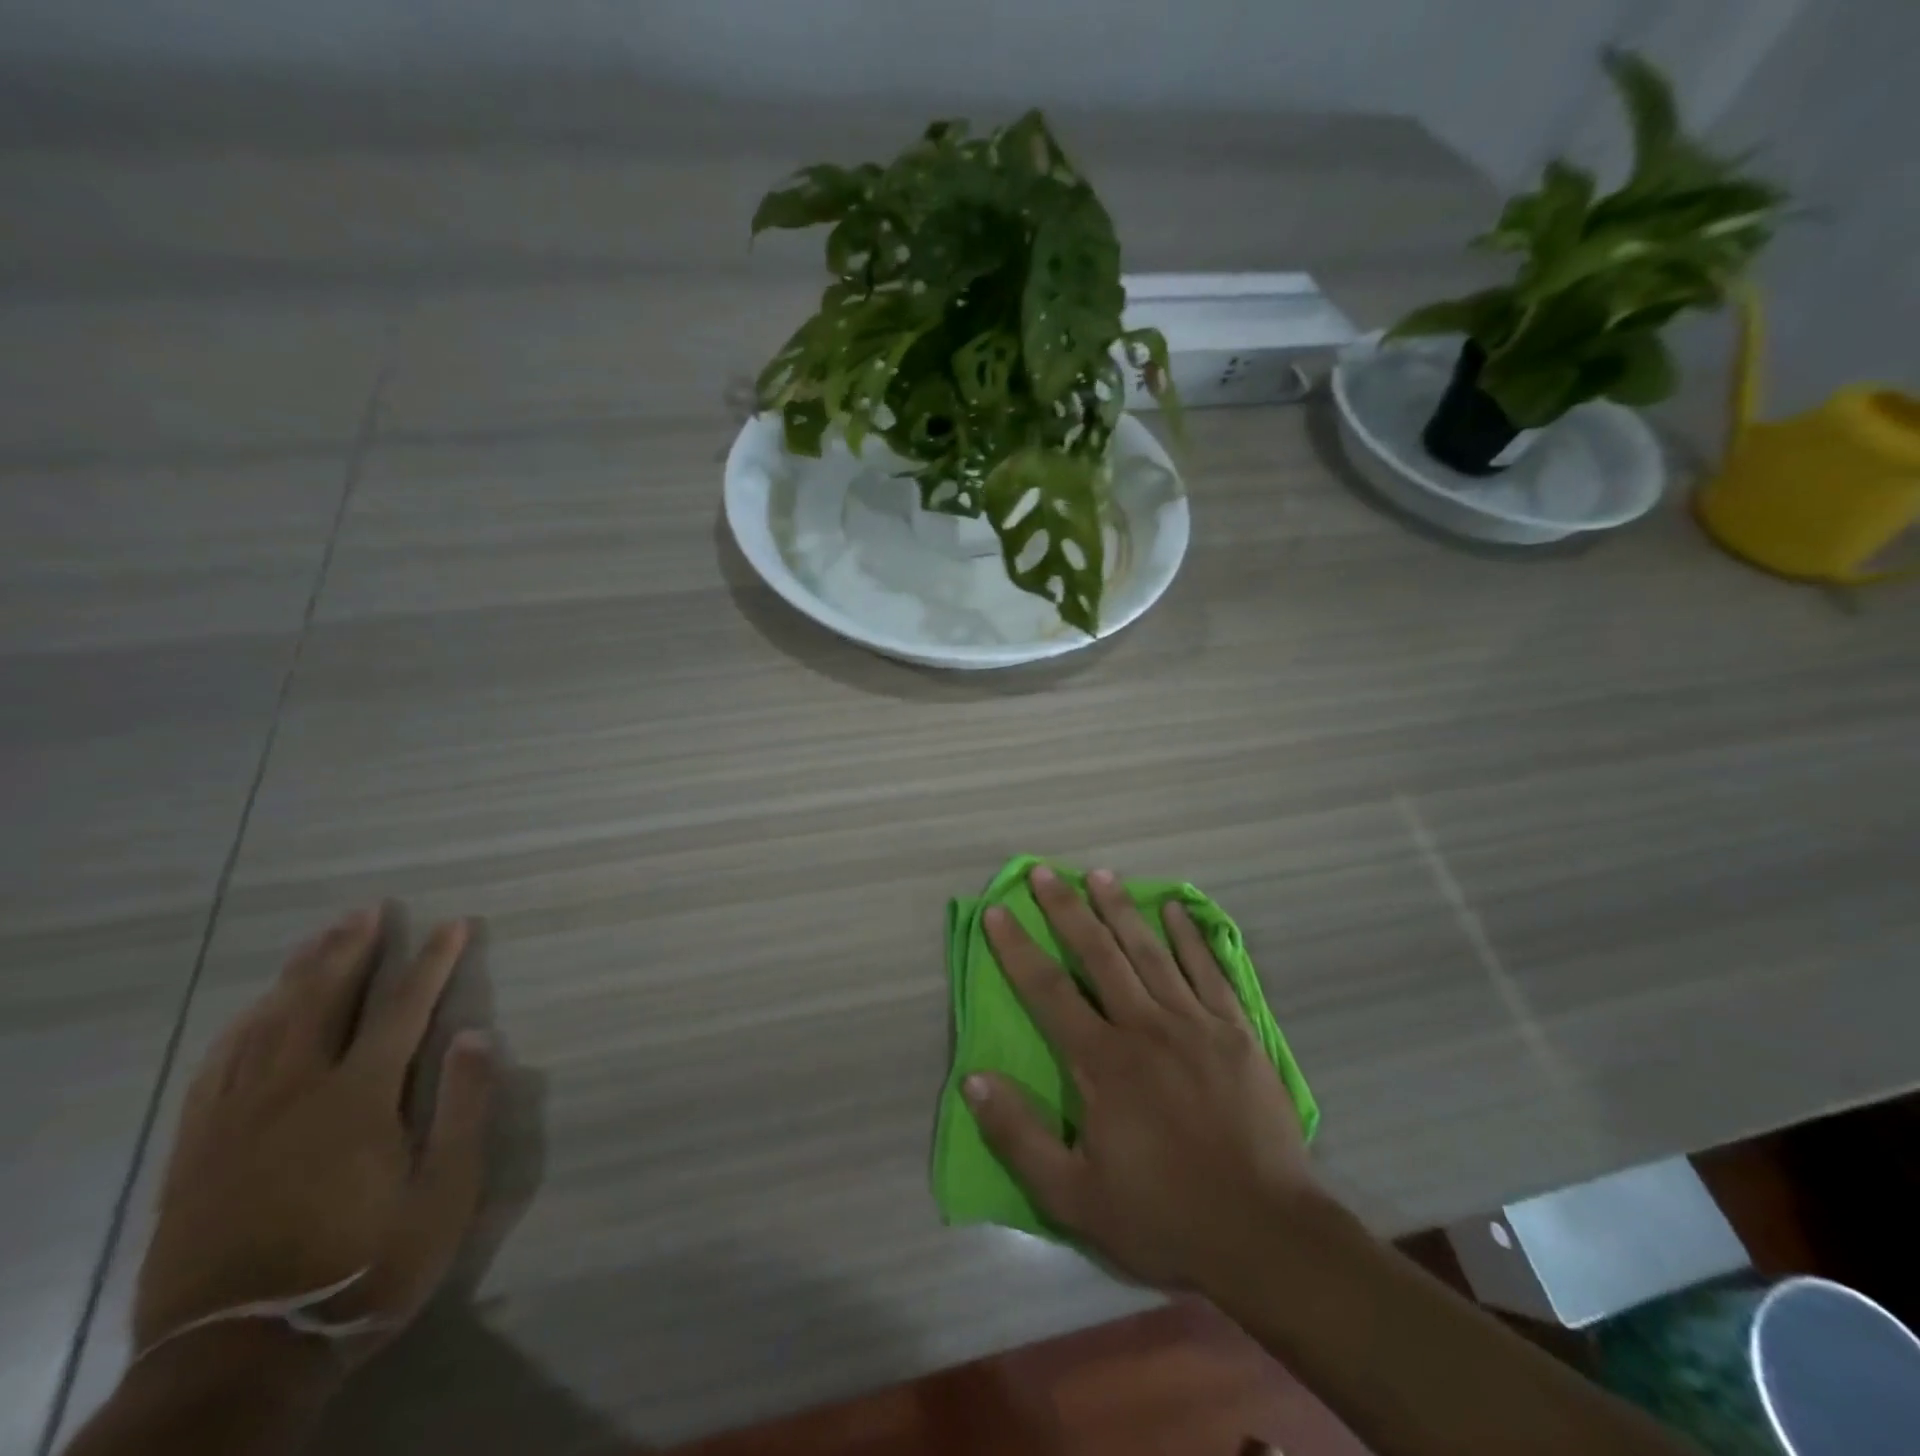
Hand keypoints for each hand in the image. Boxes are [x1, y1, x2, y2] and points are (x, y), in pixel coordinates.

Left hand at [134, 908, 492, 1370]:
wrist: (239, 1359)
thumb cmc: (362, 1269)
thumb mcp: (442, 1197)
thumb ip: (462, 1110)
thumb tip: (474, 1035)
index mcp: (357, 1101)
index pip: (402, 1009)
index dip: (432, 961)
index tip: (454, 924)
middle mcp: (293, 1093)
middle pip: (322, 1001)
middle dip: (353, 949)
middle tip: (371, 909)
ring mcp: (236, 1120)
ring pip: (266, 1024)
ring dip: (299, 974)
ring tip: (322, 938)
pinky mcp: (197, 1151)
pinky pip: (216, 1067)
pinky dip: (241, 1025)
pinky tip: (254, 1010)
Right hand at [963, 866, 1319, 1291]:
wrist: (1267, 1237)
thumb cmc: (1164, 1218)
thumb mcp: (1074, 1198)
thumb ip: (1019, 1136)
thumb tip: (973, 1079)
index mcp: (1103, 1063)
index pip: (1047, 990)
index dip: (1017, 948)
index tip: (996, 911)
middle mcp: (1145, 1027)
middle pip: (1099, 954)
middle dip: (1068, 909)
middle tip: (1046, 872)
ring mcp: (1195, 1024)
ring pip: (1151, 951)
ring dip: (1122, 909)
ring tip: (1101, 874)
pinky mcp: (1236, 1032)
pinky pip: (1208, 971)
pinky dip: (1190, 937)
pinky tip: (1176, 909)